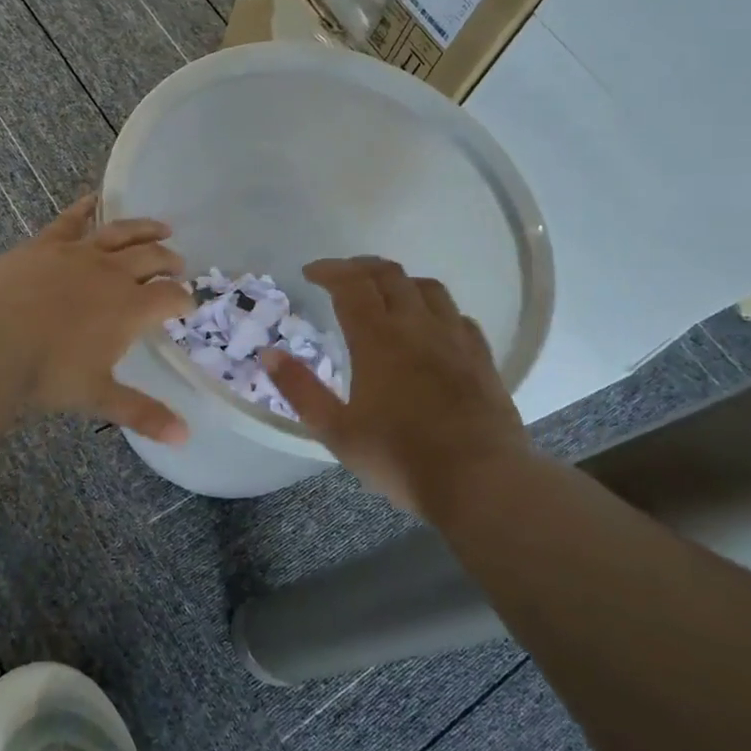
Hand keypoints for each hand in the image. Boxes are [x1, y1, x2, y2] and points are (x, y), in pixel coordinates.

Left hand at [0, 195, 194, 441]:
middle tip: (179, 265)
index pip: (171, 297)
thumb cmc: (47, 371)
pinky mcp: (47, 243)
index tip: (189, 304)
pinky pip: (72, 219)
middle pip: (153, 259)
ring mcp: (79, 253)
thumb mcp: (98, 396)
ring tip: (162, 228)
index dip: (184, 299)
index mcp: (131, 308)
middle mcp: (113, 273)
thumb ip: (142, 413)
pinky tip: (94, 199)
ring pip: (122, 234)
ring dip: (145, 229)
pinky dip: (87, 208)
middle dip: (170, 262)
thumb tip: (184, 439)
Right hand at [262, 257, 530, 511]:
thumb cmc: (399, 459)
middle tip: (341, 276)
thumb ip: (300, 389)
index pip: (351, 284)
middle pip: (390, 276)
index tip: (310, 272)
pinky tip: (430, 325)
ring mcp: (455, 340)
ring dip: (400, 281)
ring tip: (384, 293)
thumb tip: (268, 353)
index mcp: (378, 339)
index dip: (329, 270)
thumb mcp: (336, 431)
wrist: (481, 482)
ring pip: (428, 288)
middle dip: (360, 268)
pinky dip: (434, 308)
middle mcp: (418, 327)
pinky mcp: (481, 358)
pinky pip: (457, 315)